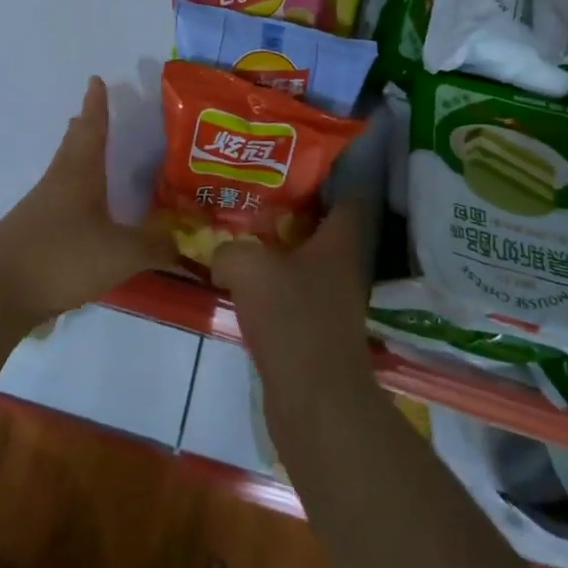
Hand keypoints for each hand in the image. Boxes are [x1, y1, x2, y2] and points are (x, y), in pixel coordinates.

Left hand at [0, 77, 176, 324]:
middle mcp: (57, 183)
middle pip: (72, 147)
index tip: (95, 80)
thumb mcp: (120, 253)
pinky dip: (72, 195)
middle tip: (90, 112)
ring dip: (77, 160)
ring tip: (90, 158)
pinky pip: (57, 202)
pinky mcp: (30, 234)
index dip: (96, 105)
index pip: (92, 129)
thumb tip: (184, 240)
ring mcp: (39, 209)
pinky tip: (80, 212)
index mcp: (79, 174)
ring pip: (62, 173)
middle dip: (84, 128)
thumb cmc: (62, 257)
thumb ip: (155, 246)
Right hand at [212, 195, 374, 388]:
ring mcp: (330, 303)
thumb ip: (229, 248)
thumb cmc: (292, 319)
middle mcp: (342, 268)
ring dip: (274, 252)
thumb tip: (222, 256)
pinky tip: (238, 283)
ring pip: (301, 263)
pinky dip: (269, 287)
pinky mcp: (314, 332)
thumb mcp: (248, 266)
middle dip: (287, 212)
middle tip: (249, 197)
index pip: (345, 196)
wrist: (314, 401)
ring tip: (236, 235)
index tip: (288, 165)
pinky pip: (289, 295)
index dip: (322, 177)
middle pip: (318, 228)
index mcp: (339, 242)